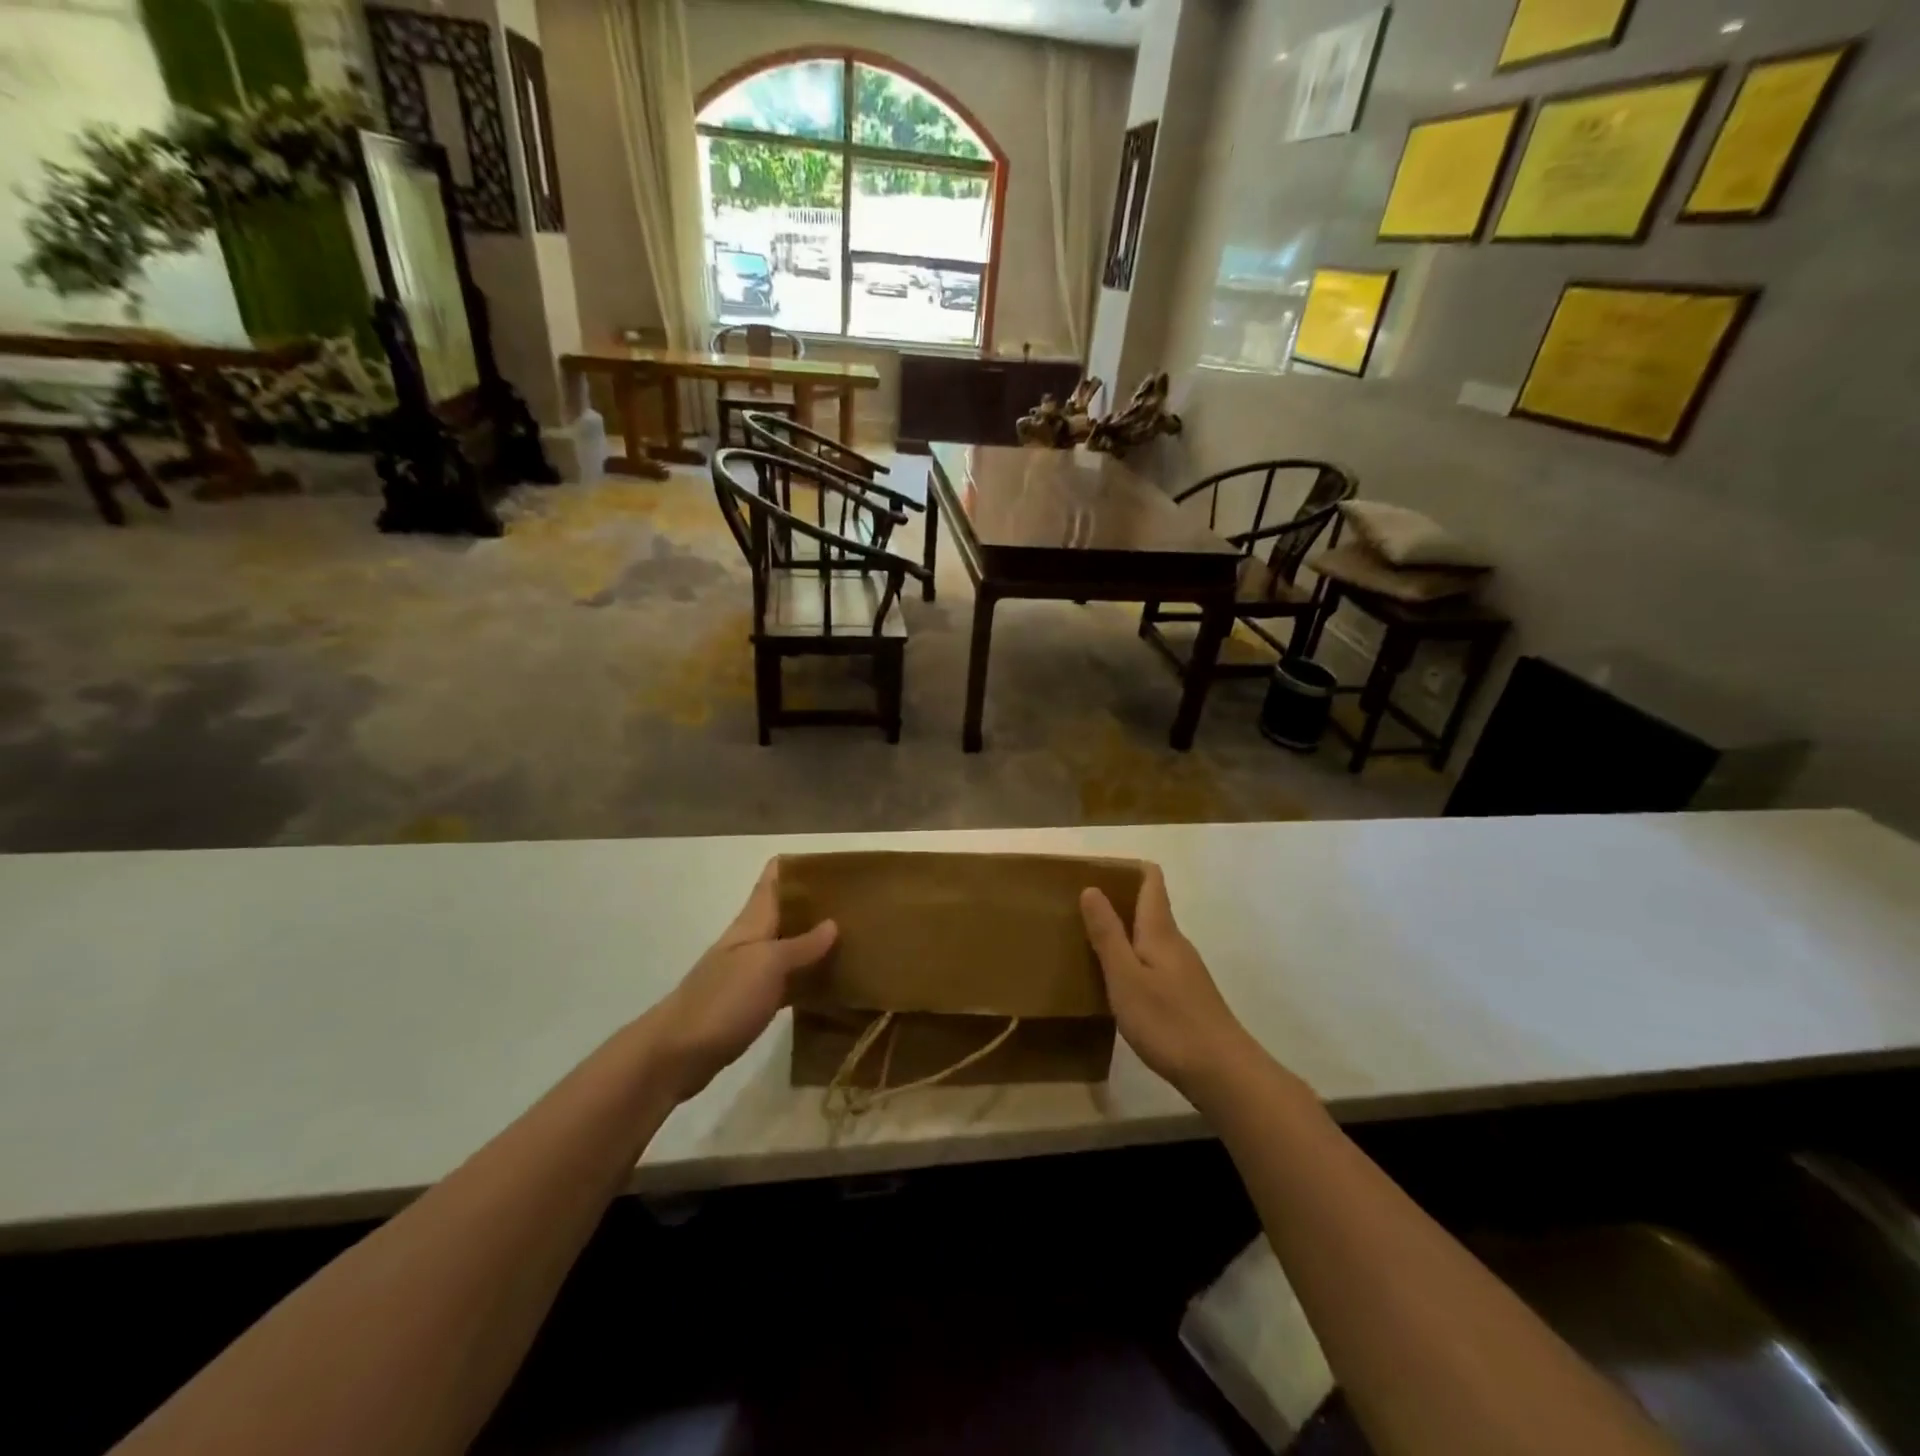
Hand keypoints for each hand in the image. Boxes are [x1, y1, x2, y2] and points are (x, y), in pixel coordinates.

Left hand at [643, 860, 836, 1101]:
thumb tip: (833, 923)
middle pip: (788, 910)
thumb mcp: (767, 965)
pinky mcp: (753, 1003)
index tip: (840, 866)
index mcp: (753, 921)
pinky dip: (811, 978)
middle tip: (862, 905)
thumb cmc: (722, 1000)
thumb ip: (801, 944)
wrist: (675, 1055)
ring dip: (819, 941)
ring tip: (860, 940)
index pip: (775, 876)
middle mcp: (753, 940)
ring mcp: (751, 972)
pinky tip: (837, 984)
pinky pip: (790, 981)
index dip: (804, 865)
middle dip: (820, 904)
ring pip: (792, 946)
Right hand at [1081, 864, 1252, 1098]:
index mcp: (1160, 931)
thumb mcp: (1126, 977)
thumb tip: (1092, 888)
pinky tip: (1118, 982)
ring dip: (1124, 932)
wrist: (1223, 1073)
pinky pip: (1155, 963)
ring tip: (1091, 942)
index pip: (1152, 881)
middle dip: (1119, 900)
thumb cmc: (1168, 1021)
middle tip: (1080, 907)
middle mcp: (1176, 943)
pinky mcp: (1187, 996)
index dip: (1129, 868)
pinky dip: (1134, 959)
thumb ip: (1108, 934)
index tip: (1098, 870)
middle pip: (1150, 908)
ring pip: (1152, 938)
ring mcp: (1185, 971)